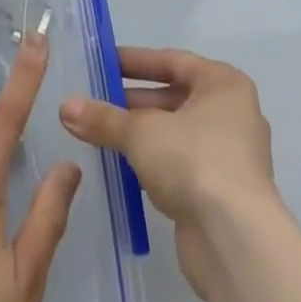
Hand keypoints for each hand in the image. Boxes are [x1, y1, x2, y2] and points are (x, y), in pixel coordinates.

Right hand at [58, 47, 277, 298]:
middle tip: (96, 103)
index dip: (135, 61)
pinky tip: (125, 167)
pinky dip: (155, 162)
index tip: (103, 63)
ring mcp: (231, 155)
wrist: (235, 241)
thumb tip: (65, 107)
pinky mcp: (223, 192)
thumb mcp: (140, 133)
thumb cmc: (193, 161)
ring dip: (142, 134)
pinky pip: (182, 164)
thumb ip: (103, 118)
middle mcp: (233, 113)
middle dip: (134, 102)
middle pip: (174, 97)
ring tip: (102, 135)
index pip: (172, 61)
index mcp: (223, 84)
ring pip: (177, 133)